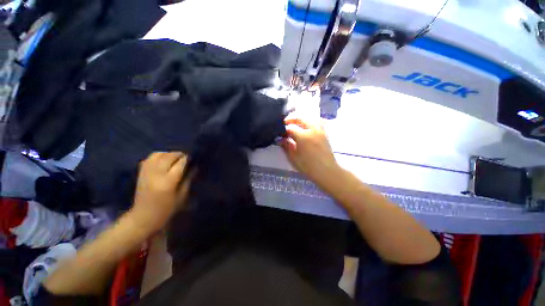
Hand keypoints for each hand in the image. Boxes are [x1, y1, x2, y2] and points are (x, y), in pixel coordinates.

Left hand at [130, 152, 191, 232]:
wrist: (143, 217)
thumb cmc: (166, 210)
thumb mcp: (181, 197)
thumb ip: (188, 180)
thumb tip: (194, 168)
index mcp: (168, 182)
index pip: (179, 164)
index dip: (186, 159)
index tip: (192, 157)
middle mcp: (156, 174)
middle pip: (168, 157)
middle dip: (178, 154)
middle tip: (185, 156)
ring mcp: (147, 173)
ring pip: (158, 155)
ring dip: (168, 153)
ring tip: (175, 157)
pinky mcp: (141, 173)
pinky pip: (149, 158)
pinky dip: (158, 156)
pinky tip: (163, 159)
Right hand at [280, 114, 340, 186]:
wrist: (327, 171)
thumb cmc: (308, 167)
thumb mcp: (294, 158)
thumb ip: (286, 146)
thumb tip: (280, 140)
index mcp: (303, 136)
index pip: (290, 128)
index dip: (283, 130)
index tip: (279, 133)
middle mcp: (312, 130)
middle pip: (300, 118)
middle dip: (291, 119)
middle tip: (285, 123)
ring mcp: (320, 130)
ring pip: (310, 118)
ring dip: (301, 119)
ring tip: (296, 123)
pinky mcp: (325, 133)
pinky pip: (317, 122)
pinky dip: (310, 121)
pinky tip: (307, 126)